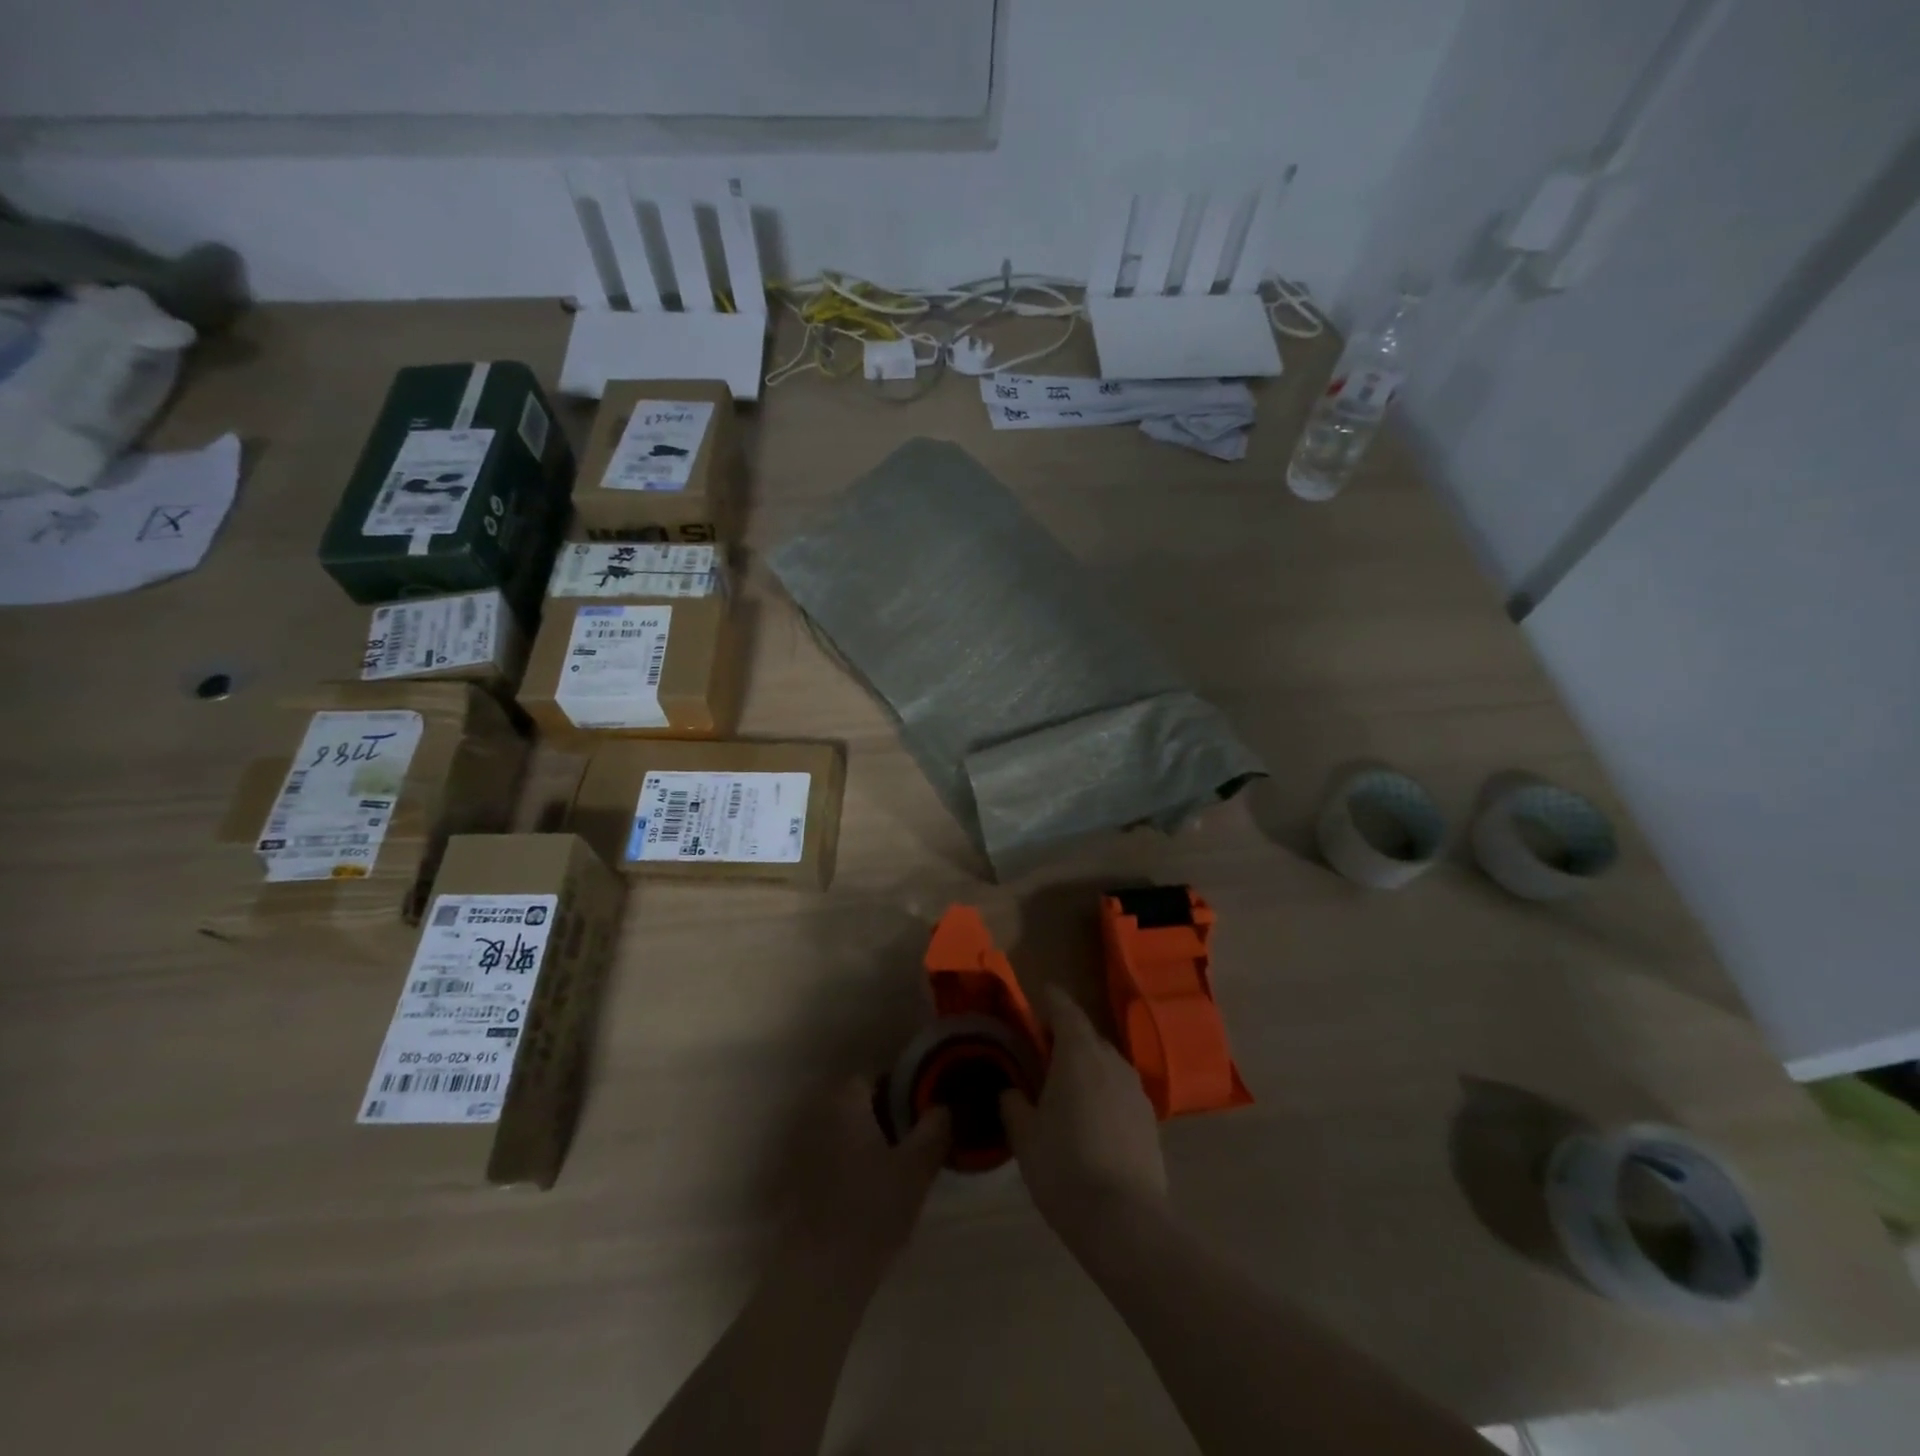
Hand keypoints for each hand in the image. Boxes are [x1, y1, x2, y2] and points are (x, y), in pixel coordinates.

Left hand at [781, 1078, 949, 1283]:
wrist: (821, 1273)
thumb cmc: (872, 1208)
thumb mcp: (917, 1167)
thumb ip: (933, 1130)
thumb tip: (942, 1107)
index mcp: (846, 1105)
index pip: (869, 1078)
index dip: (895, 1088)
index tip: (917, 1108)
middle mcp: (821, 1119)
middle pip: (855, 1105)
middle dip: (882, 1115)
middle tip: (911, 1137)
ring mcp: (806, 1152)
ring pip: (844, 1133)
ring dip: (866, 1142)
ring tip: (896, 1166)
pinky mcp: (801, 1185)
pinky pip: (832, 1160)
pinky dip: (851, 1166)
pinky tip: (871, 1191)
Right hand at [1000, 988, 1167, 1241]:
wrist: (1125, 1221)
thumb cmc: (1065, 1168)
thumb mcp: (1025, 1136)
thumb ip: (1014, 1105)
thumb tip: (1012, 1092)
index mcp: (1079, 1054)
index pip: (1065, 1009)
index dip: (1050, 999)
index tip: (1038, 995)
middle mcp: (1112, 1061)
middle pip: (1086, 1035)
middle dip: (1065, 1036)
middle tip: (1041, 1051)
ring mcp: (1136, 1090)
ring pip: (1106, 1064)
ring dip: (1085, 1065)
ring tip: (1064, 1087)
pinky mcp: (1149, 1119)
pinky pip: (1119, 1090)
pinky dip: (1103, 1092)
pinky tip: (1090, 1119)